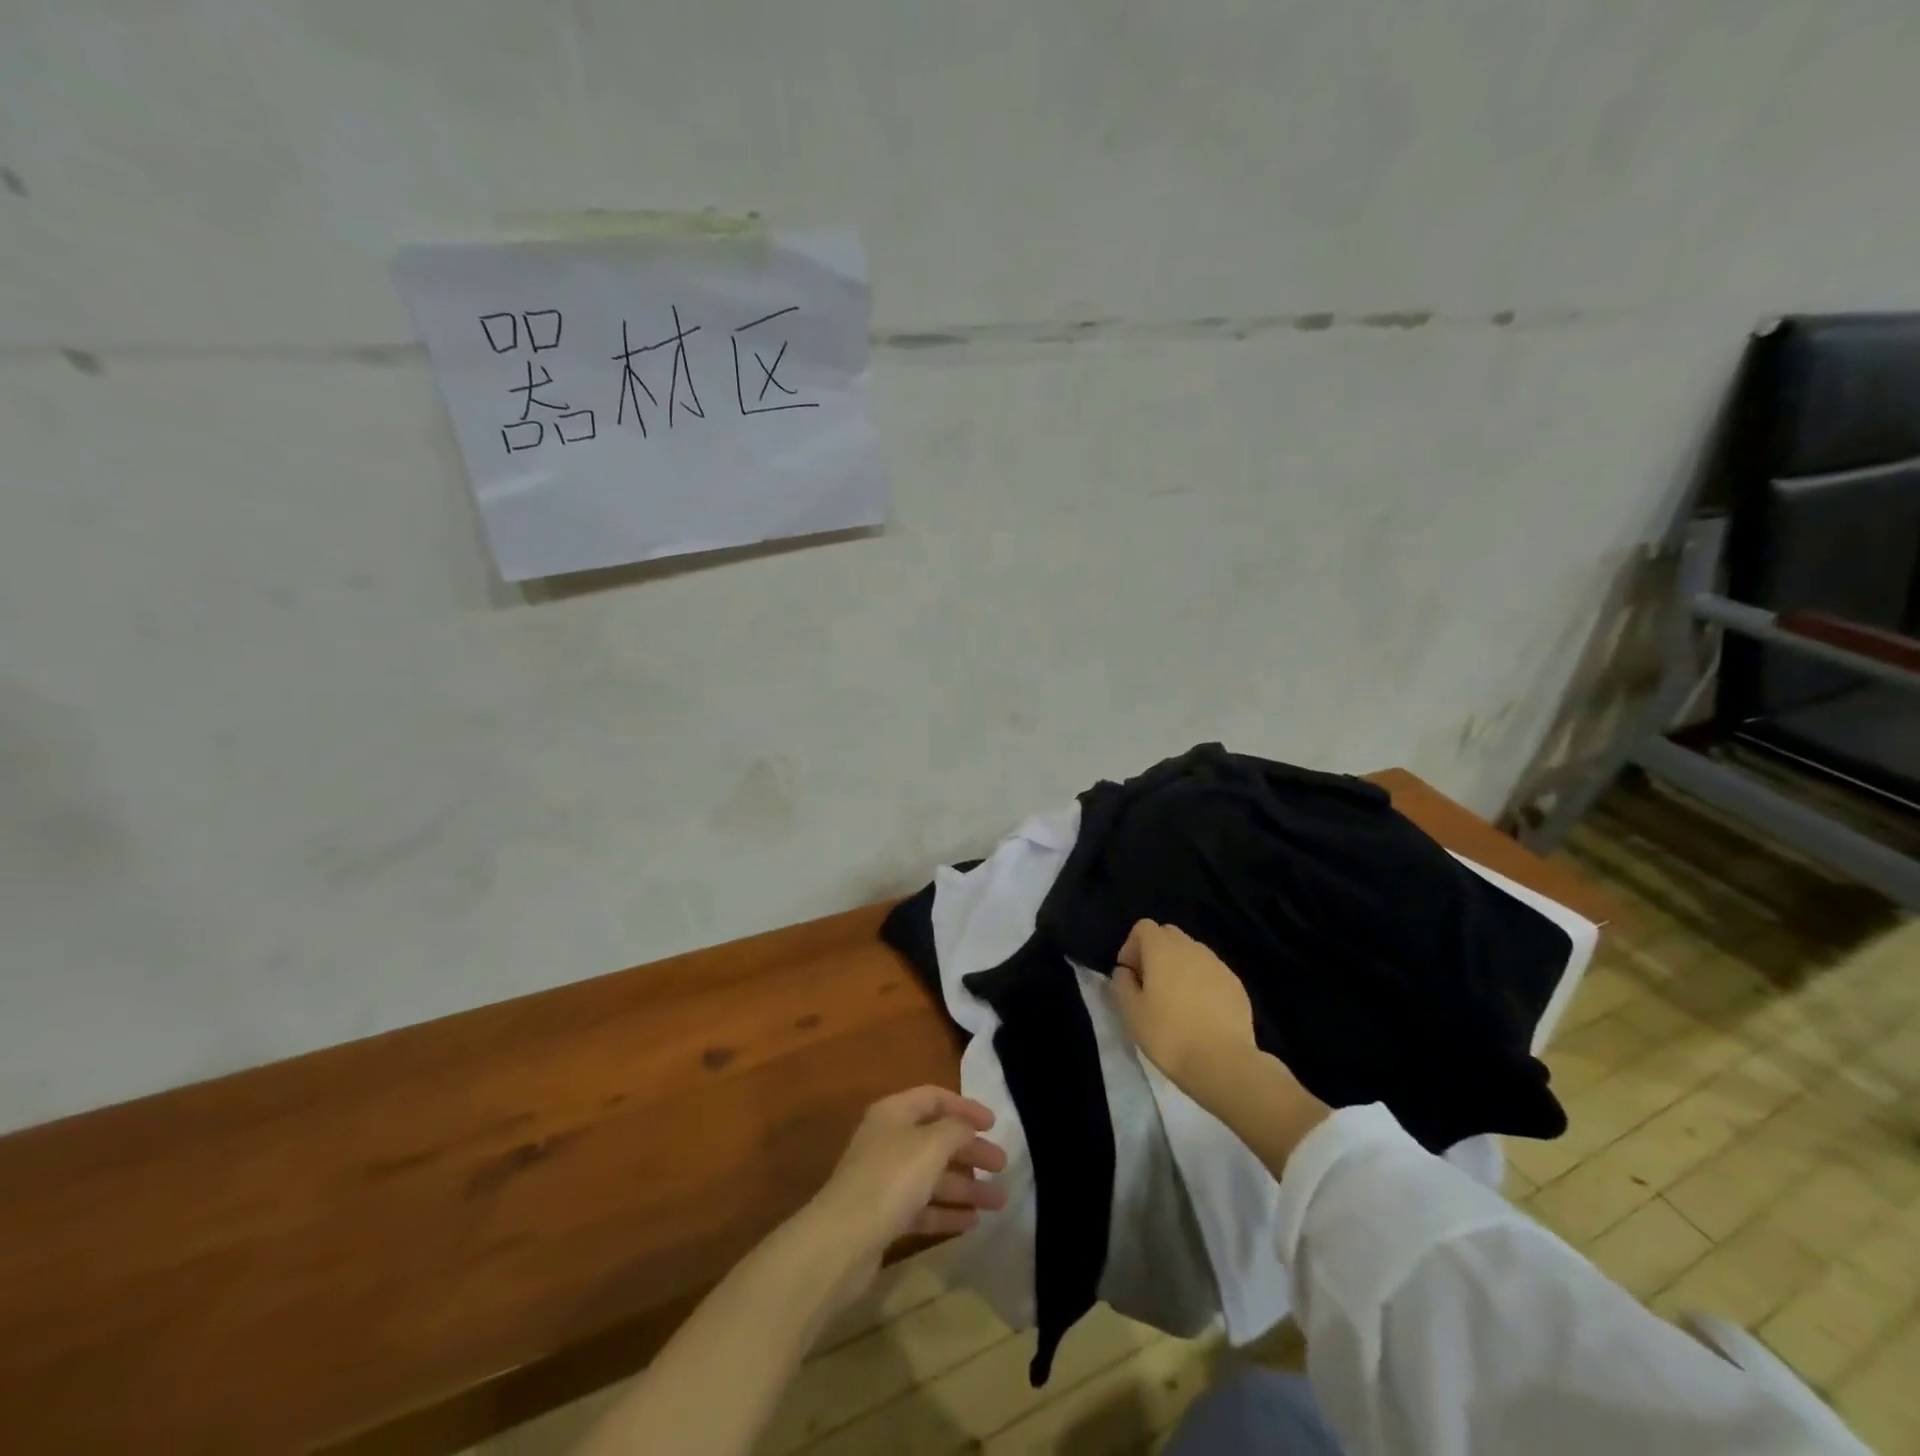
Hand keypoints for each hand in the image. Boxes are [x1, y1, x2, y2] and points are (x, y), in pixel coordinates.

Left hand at [801, 1086, 1007, 1302]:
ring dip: (966, 1186)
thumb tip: (968, 1129)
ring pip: (932, 1176)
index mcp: (894, 1113)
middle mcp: (888, 1140)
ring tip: (999, 1201)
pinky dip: (947, 1211)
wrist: (841, 1242)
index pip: (934, 1098)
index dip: (965, 1107)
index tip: (994, 1124)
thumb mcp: (930, 1145)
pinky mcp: (884, 1216)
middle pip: (936, 1138)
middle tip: (1002, 1165)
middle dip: (970, 1151)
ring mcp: (884, 1179)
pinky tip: (973, 1222)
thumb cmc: (889, 1180)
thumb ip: (956, 1130)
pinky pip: (923, 1207)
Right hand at [1113, 919, 1257, 1093]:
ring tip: (1177, 1001)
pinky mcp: (1236, 985)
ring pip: (1192, 953)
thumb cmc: (1169, 1036)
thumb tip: (1125, 972)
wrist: (1224, 1063)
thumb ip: (1121, 984)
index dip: (1131, 947)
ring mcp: (1218, 965)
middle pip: (1169, 935)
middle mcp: (1192, 948)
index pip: (1144, 927)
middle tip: (1150, 986)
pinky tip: (1200, 1013)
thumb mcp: (1130, 1013)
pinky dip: (1201, 982)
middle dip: (1155, 953)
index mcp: (1163, 949)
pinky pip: (1211, 972)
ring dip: (1179, 967)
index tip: (1130, 976)